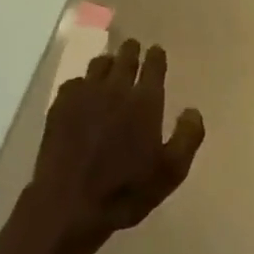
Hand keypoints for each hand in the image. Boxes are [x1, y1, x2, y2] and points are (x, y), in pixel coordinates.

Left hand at [28, 39, 204, 253]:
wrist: (67, 204)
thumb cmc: (124, 191)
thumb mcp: (170, 173)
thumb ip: (187, 138)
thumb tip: (192, 110)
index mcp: (145, 101)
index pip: (154, 64)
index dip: (156, 56)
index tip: (157, 52)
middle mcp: (117, 88)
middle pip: (126, 56)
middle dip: (132, 50)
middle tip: (134, 49)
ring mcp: (86, 93)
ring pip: (100, 63)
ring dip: (108, 63)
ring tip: (110, 68)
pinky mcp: (60, 104)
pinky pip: (75, 82)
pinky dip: (83, 84)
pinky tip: (82, 95)